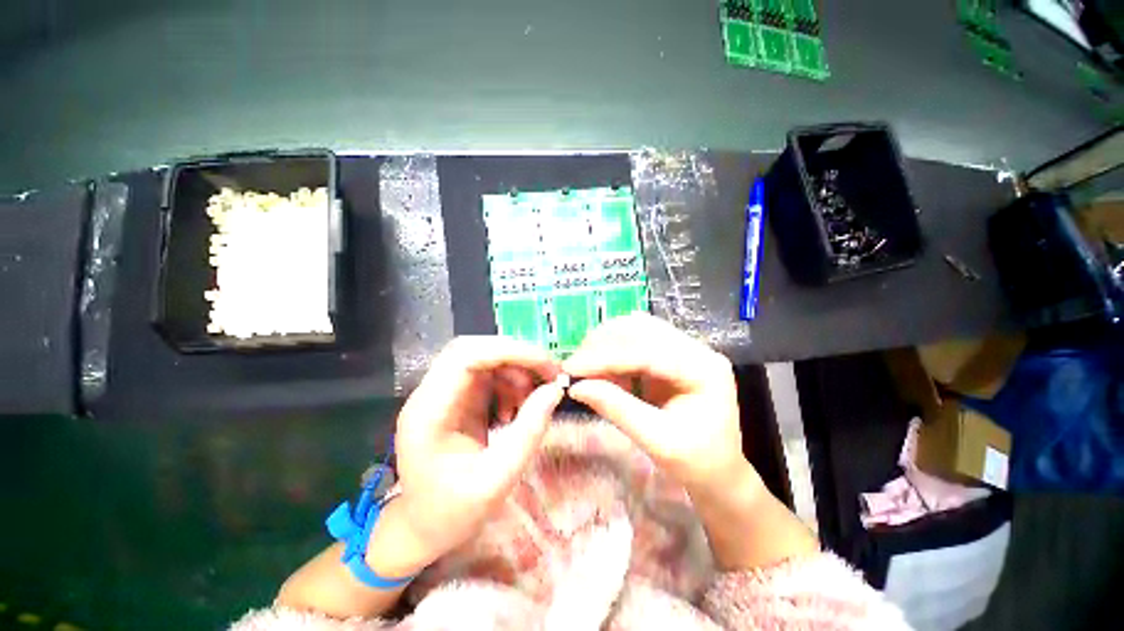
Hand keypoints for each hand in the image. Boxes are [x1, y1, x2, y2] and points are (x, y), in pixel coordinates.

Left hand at [391, 336, 563, 565]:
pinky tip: (515, 409)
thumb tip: (555, 390)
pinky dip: (509, 383)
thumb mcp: (497, 480)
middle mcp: (430, 394)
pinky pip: (486, 374)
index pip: (465, 356)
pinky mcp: (454, 398)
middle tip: (548, 374)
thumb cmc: (452, 513)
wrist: (421, 527)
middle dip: (516, 356)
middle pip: (473, 349)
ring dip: (515, 370)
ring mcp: (441, 394)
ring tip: (532, 399)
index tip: (546, 365)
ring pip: (483, 358)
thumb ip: (529, 432)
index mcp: (429, 413)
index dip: (509, 351)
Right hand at [562, 314, 743, 493]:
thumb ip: (617, 409)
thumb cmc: (696, 463)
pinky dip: (613, 352)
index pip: (647, 352)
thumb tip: (576, 387)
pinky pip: (635, 342)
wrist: (719, 473)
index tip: (571, 368)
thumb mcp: (657, 441)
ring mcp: (683, 349)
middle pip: (641, 329)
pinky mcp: (670, 356)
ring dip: (606, 344)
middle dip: (602, 344)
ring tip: (585, 368)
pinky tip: (603, 371)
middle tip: (574, 366)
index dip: (605, 358)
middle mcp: (695, 350)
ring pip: (636, 330)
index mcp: (704, 369)